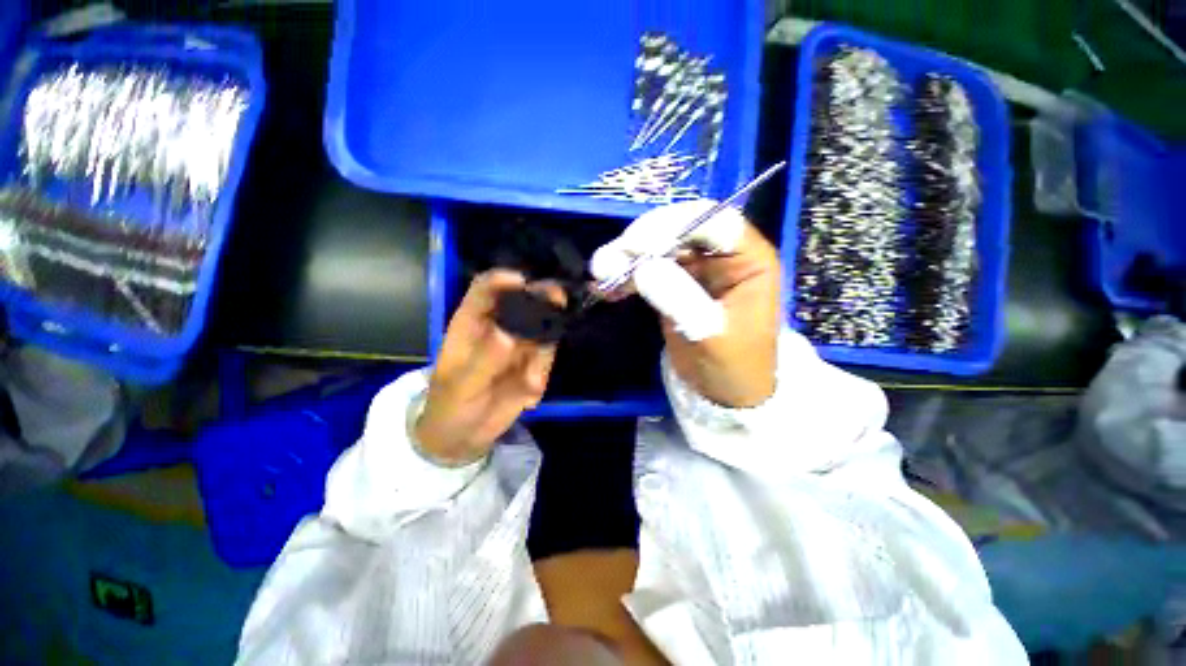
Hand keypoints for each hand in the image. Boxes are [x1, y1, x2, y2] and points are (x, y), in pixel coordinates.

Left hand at [415, 270, 564, 464]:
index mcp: (471, 323)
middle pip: (524, 302)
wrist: (463, 436)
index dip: (504, 280)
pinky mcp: (532, 362)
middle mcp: (498, 327)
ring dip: (543, 353)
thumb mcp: (462, 385)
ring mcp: (518, 343)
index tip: (526, 283)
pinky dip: (543, 374)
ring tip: (530, 384)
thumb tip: (508, 333)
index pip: (486, 288)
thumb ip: (485, 359)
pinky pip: (547, 358)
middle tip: (560, 303)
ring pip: (542, 330)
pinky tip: (529, 397)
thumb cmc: (450, 406)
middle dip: (543, 300)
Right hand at [590, 201, 780, 407]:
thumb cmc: (733, 367)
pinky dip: (625, 276)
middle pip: (680, 229)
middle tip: (610, 258)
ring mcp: (695, 268)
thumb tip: (643, 267)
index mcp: (749, 260)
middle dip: (643, 240)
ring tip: (600, 271)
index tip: (639, 244)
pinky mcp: (674, 283)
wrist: (724, 393)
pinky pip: (646, 270)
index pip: (715, 222)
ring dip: (626, 257)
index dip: (676, 225)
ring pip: (658, 247)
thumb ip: (679, 299)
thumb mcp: (710, 335)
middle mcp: (722, 255)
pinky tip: (605, 287)